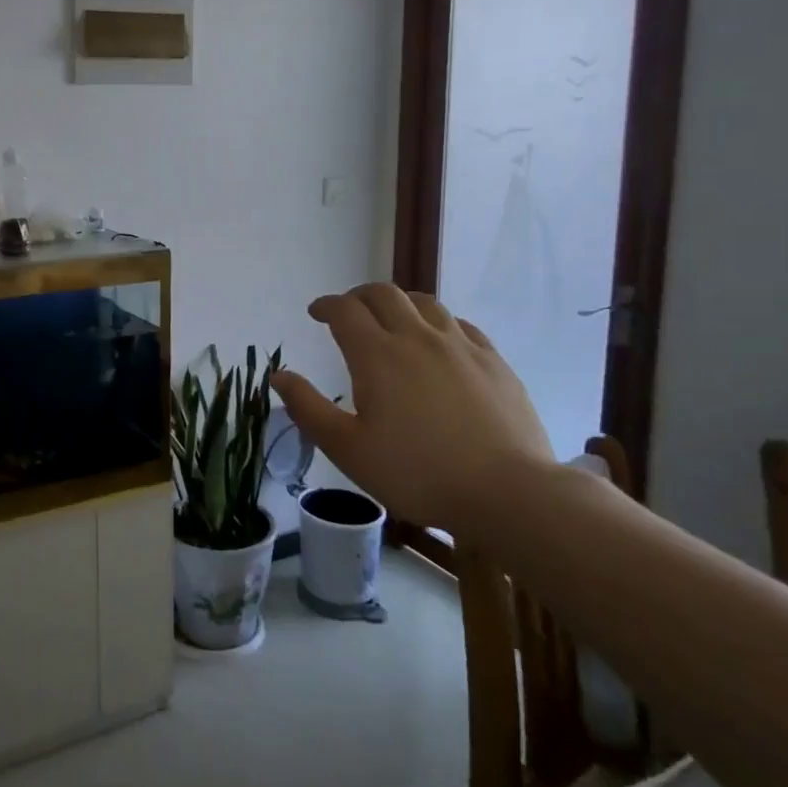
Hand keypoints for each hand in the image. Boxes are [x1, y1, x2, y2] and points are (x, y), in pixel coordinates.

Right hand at [269, 284, 554, 531]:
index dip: (326, 305)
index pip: (345, 310)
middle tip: (347, 311)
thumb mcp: (348, 449)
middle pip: (383, 294)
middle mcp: (417, 338)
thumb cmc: (417, 473)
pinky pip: (460, 324)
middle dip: (358, 296)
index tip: (316, 313)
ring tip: (391, 319)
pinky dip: (437, 322)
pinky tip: (438, 341)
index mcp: (377, 355)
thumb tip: (279, 376)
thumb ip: (308, 408)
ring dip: (399, 303)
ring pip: (424, 302)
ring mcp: (460, 346)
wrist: (508, 492)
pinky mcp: (494, 361)